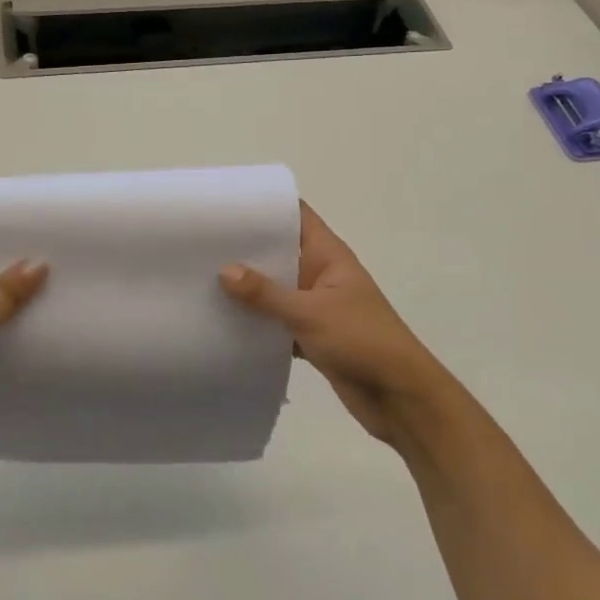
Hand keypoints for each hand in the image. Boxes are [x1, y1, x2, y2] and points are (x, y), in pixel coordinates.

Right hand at [220, 203, 468, 451]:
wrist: (399, 395)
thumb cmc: (362, 339)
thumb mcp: (310, 312)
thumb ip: (266, 293)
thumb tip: (224, 270)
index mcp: (328, 255)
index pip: (296, 216)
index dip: (266, 206)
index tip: (226, 204)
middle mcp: (321, 274)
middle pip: (280, 251)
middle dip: (246, 249)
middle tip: (200, 243)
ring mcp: (316, 305)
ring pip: (276, 289)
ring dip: (248, 289)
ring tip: (201, 279)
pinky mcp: (312, 336)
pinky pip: (277, 321)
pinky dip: (257, 322)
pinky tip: (223, 322)